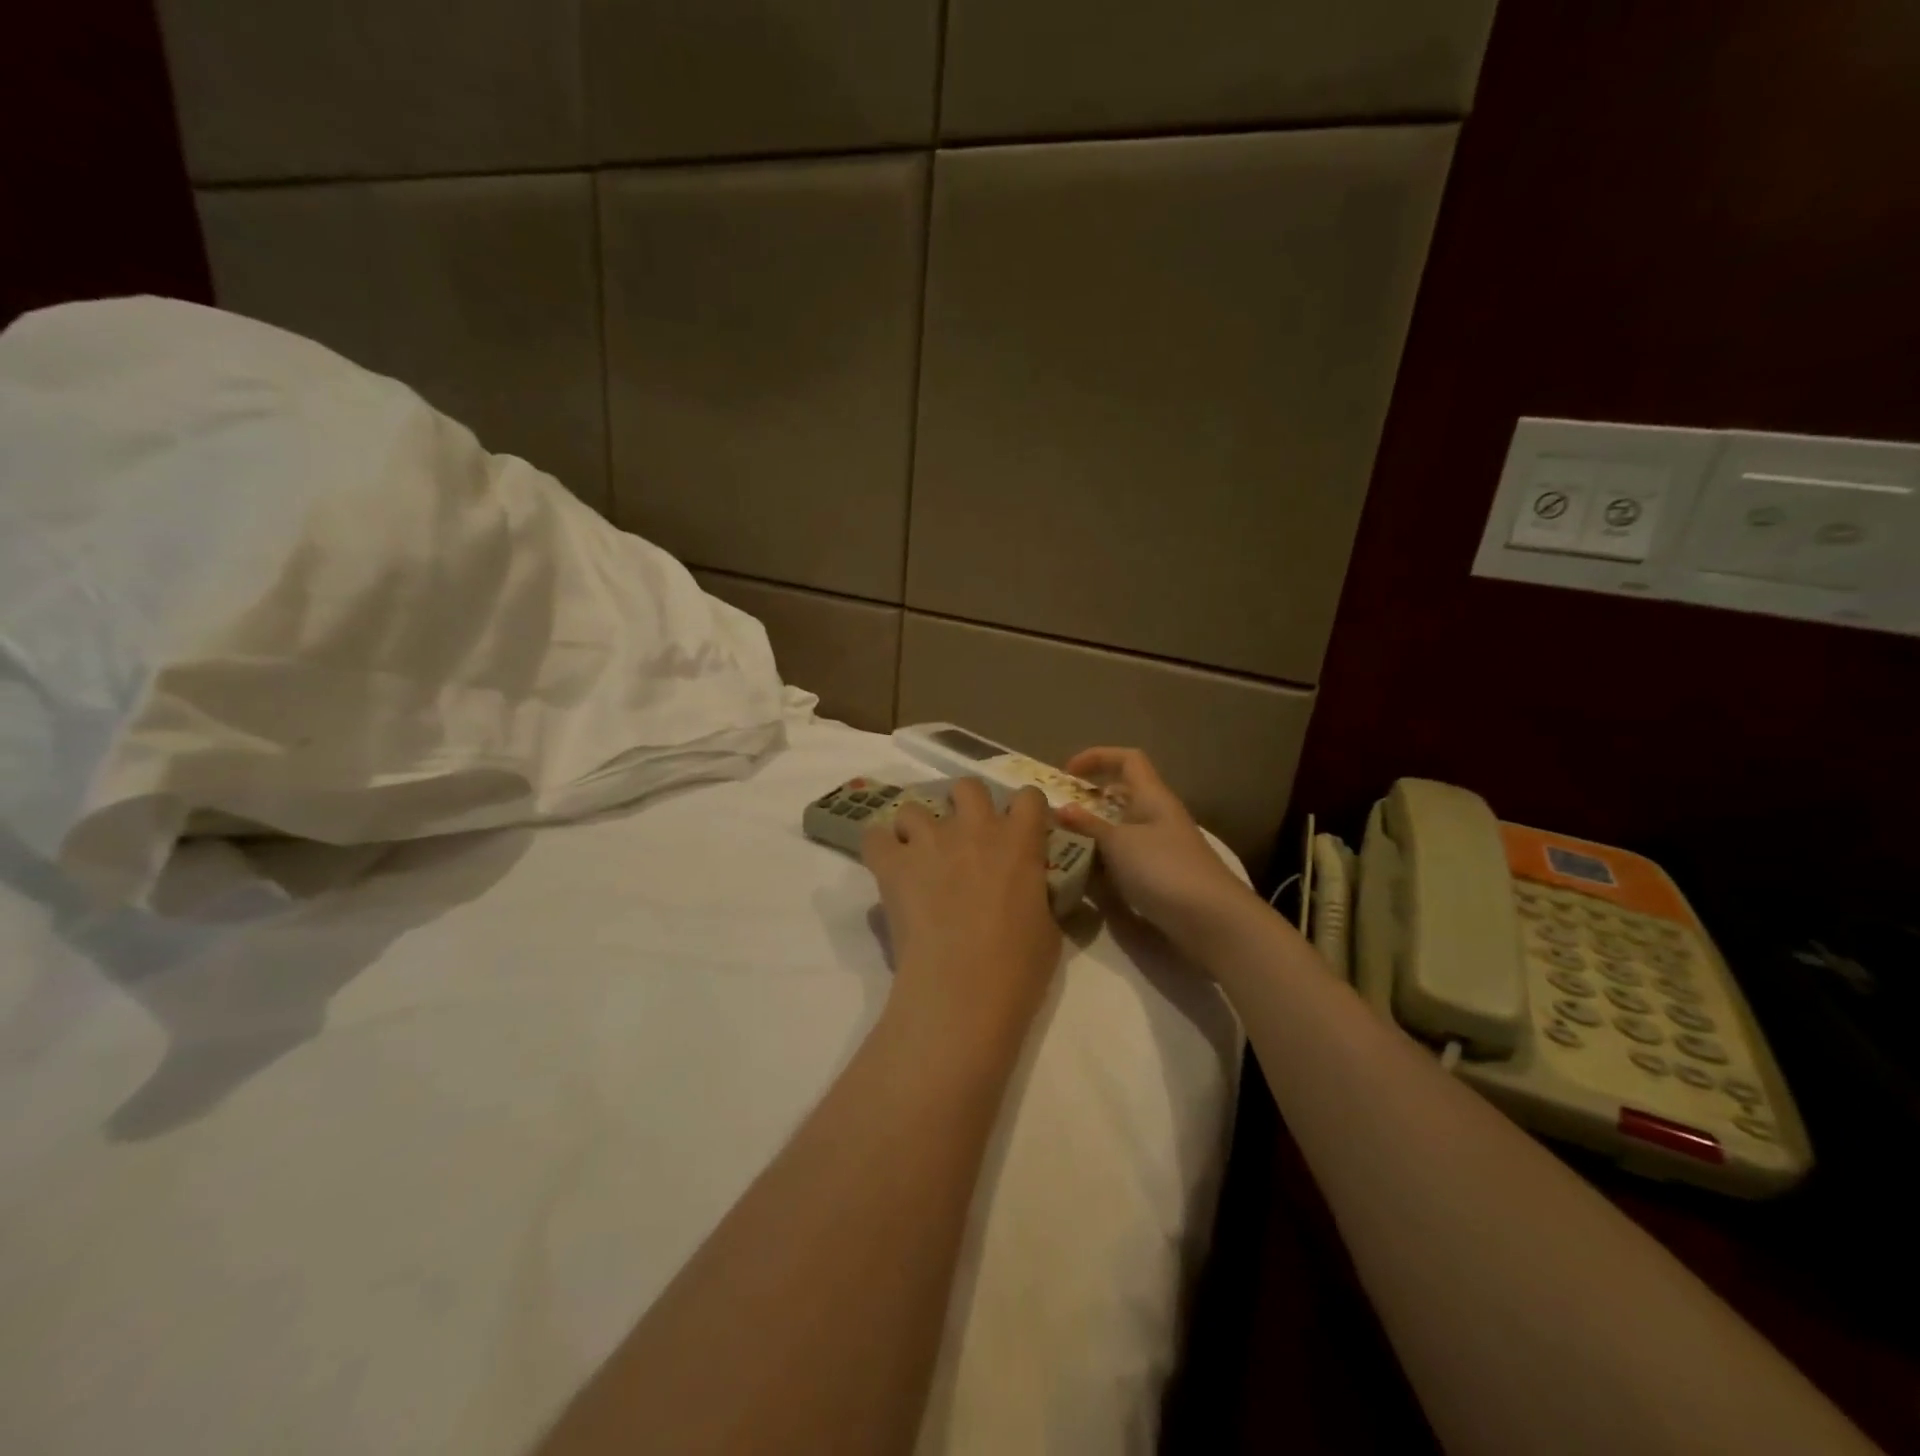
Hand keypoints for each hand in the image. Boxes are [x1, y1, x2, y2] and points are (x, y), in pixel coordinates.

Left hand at [862, 779, 1062, 1051]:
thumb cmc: (1018, 967)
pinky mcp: (894, 864)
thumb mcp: (1048, 928)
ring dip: (918, 827)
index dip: (1024, 811)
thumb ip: (1037, 895)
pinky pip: (874, 836)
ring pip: (914, 806)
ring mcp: (931, 841)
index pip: (1029, 797)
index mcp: (1019, 841)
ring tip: (918, 855)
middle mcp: (975, 828)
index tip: (1020, 829)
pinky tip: (887, 867)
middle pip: (968, 786)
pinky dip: (880, 847)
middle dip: (966, 805)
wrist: (963, 990)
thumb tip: (1031, 892)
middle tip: (965, 837)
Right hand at [1055, 748, 1258, 953]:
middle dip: (1091, 798)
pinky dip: (1105, 860)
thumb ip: (1088, 825)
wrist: (1212, 920)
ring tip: (1063, 843)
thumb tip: (1061, 809)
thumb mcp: (1119, 844)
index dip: (1097, 757)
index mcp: (1153, 796)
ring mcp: (1162, 847)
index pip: (1127, 759)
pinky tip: (1085, 874)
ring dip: (1095, 832)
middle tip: (1060, 811)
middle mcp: (1159, 816)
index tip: (1066, 773)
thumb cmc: (1164, 869)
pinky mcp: (1161, 876)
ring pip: (1123, 828)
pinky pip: (1126, 857)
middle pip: (1124, 794)